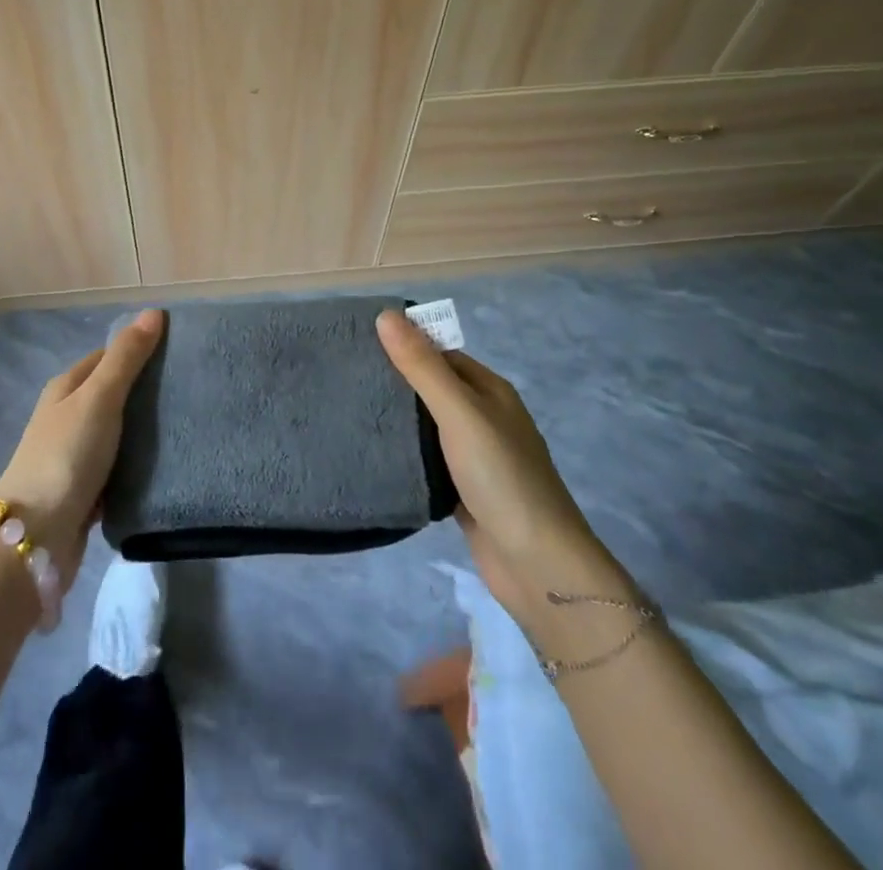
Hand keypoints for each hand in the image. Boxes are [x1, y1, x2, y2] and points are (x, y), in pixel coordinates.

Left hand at [0, 308, 163, 588]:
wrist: (34, 540)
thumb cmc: (66, 457)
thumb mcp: (98, 399)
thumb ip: (126, 358)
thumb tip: (153, 312)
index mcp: (67, 387)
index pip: (109, 356)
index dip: (141, 350)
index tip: (181, 353)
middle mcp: (68, 416)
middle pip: (114, 394)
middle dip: (148, 392)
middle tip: (193, 390)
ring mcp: (75, 455)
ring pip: (119, 433)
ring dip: (146, 431)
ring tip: (189, 425)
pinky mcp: (86, 491)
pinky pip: (120, 468)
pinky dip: (139, 465)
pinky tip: (168, 466)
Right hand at [376, 311, 627, 617]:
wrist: (538, 567)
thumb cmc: (502, 477)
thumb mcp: (460, 413)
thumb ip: (423, 367)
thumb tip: (386, 315)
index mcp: (489, 390)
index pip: (440, 352)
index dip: (404, 343)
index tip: (357, 341)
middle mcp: (484, 417)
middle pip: (433, 387)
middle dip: (395, 380)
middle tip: (344, 374)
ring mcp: (475, 456)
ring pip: (427, 425)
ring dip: (397, 418)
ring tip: (348, 408)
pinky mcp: (463, 491)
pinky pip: (427, 460)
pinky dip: (404, 454)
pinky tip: (372, 452)